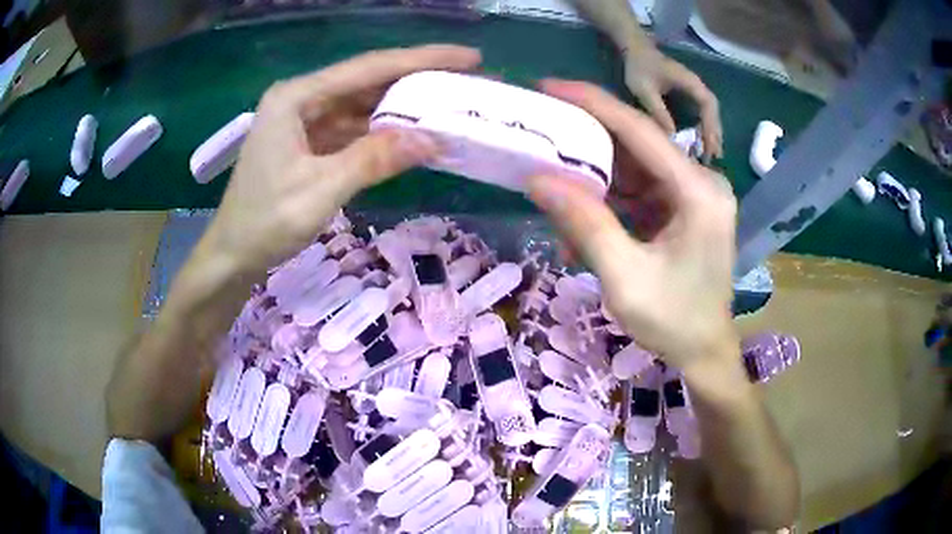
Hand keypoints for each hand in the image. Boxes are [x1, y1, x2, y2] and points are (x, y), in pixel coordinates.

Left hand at [200, 45, 481, 275]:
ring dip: (403, 106)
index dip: (421, 60)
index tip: (468, 57)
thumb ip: (373, 160)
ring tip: (448, 104)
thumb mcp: (319, 191)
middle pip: (368, 80)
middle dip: (417, 79)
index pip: (368, 68)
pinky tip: (412, 133)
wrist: (231, 254)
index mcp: (296, 97)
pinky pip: (353, 127)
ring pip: (363, 103)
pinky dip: (383, 131)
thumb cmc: (264, 223)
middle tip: (466, 80)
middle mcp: (301, 98)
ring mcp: (305, 119)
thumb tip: (432, 139)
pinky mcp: (310, 140)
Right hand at [528, 80, 737, 369]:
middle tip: (541, 136)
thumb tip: (538, 179)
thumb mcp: (625, 277)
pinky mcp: (685, 208)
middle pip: (637, 145)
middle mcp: (701, 182)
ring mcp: (694, 194)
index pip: (640, 131)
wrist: (705, 351)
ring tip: (557, 189)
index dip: (593, 103)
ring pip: (635, 167)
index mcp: (699, 192)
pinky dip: (610, 200)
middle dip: (587, 142)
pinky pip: (641, 190)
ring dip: (595, 178)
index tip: (549, 87)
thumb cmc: (674, 321)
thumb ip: (585, 224)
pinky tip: (585, 220)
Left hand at [623, 49, 722, 161]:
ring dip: (712, 131)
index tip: (708, 146)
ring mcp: (694, 88)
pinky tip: (702, 140)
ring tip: (712, 153)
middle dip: (714, 134)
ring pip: (710, 112)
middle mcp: (697, 85)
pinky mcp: (689, 91)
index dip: (709, 127)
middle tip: (713, 157)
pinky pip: (702, 111)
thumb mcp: (645, 91)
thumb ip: (658, 112)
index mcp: (691, 83)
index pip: (708, 107)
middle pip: (713, 112)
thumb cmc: (639, 67)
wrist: (634, 48)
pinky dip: (705, 125)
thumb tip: (673, 138)